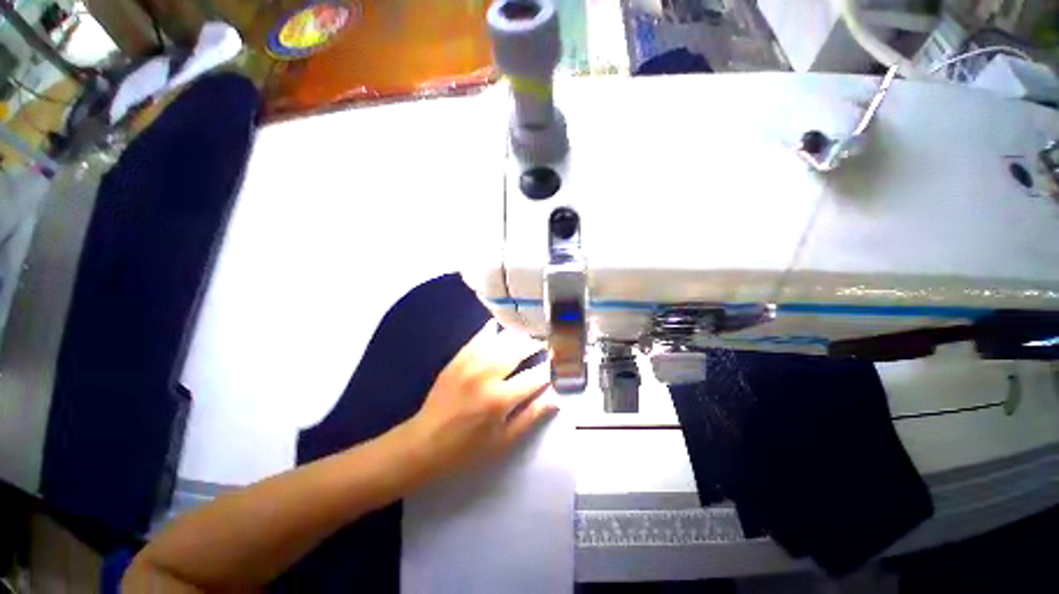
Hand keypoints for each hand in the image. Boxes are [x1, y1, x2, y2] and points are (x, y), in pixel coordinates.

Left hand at [404, 320, 556, 477]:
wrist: (424, 442)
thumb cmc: (467, 448)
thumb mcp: (503, 442)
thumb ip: (531, 416)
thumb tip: (555, 397)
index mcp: (500, 399)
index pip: (535, 377)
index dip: (552, 369)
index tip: (562, 363)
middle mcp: (487, 375)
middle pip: (519, 350)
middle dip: (538, 344)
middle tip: (549, 342)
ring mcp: (470, 363)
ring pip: (502, 339)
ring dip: (520, 335)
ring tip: (531, 333)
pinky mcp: (458, 358)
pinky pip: (479, 336)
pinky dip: (493, 329)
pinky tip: (503, 326)